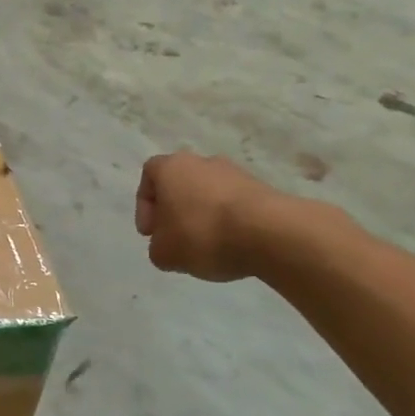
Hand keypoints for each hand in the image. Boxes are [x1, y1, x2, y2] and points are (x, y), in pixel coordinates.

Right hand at [135, 150, 292, 281]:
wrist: (269, 232)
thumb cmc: (202, 234)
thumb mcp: (163, 253)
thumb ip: (158, 247)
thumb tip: (169, 244)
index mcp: (171, 167)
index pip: (149, 175)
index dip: (145, 205)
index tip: (151, 232)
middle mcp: (203, 161)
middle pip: (181, 184)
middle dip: (175, 211)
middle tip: (176, 238)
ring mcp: (236, 173)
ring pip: (209, 194)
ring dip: (203, 217)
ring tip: (207, 246)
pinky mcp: (263, 190)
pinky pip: (235, 206)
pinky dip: (228, 223)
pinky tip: (231, 245)